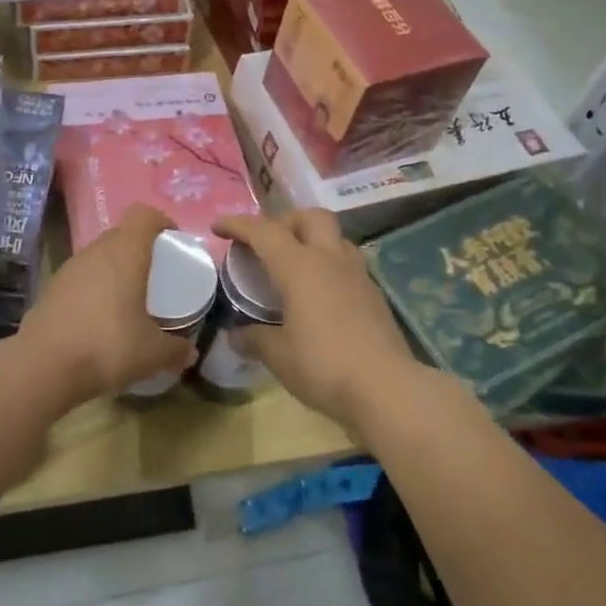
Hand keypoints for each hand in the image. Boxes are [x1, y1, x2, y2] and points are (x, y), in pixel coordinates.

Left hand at [18, 203, 195, 403]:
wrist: (43, 367)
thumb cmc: (107, 347)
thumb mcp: (152, 354)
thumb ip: (175, 350)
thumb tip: (190, 353)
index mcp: (124, 253)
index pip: (143, 215)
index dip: (161, 222)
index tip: (173, 242)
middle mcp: (94, 252)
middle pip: (120, 235)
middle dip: (139, 250)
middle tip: (155, 275)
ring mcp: (68, 269)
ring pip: (97, 257)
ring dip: (114, 270)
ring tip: (128, 299)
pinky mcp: (49, 290)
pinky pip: (80, 279)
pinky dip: (93, 290)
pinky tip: (99, 319)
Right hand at [213, 210, 422, 434]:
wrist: (387, 387)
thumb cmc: (323, 365)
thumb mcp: (278, 355)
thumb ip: (255, 339)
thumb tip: (237, 335)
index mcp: (300, 267)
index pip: (264, 232)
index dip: (238, 225)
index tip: (218, 226)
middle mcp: (330, 260)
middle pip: (310, 218)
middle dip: (285, 222)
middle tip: (267, 244)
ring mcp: (358, 275)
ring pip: (334, 238)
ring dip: (311, 241)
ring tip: (294, 267)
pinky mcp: (374, 295)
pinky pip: (347, 264)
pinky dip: (328, 266)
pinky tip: (319, 295)